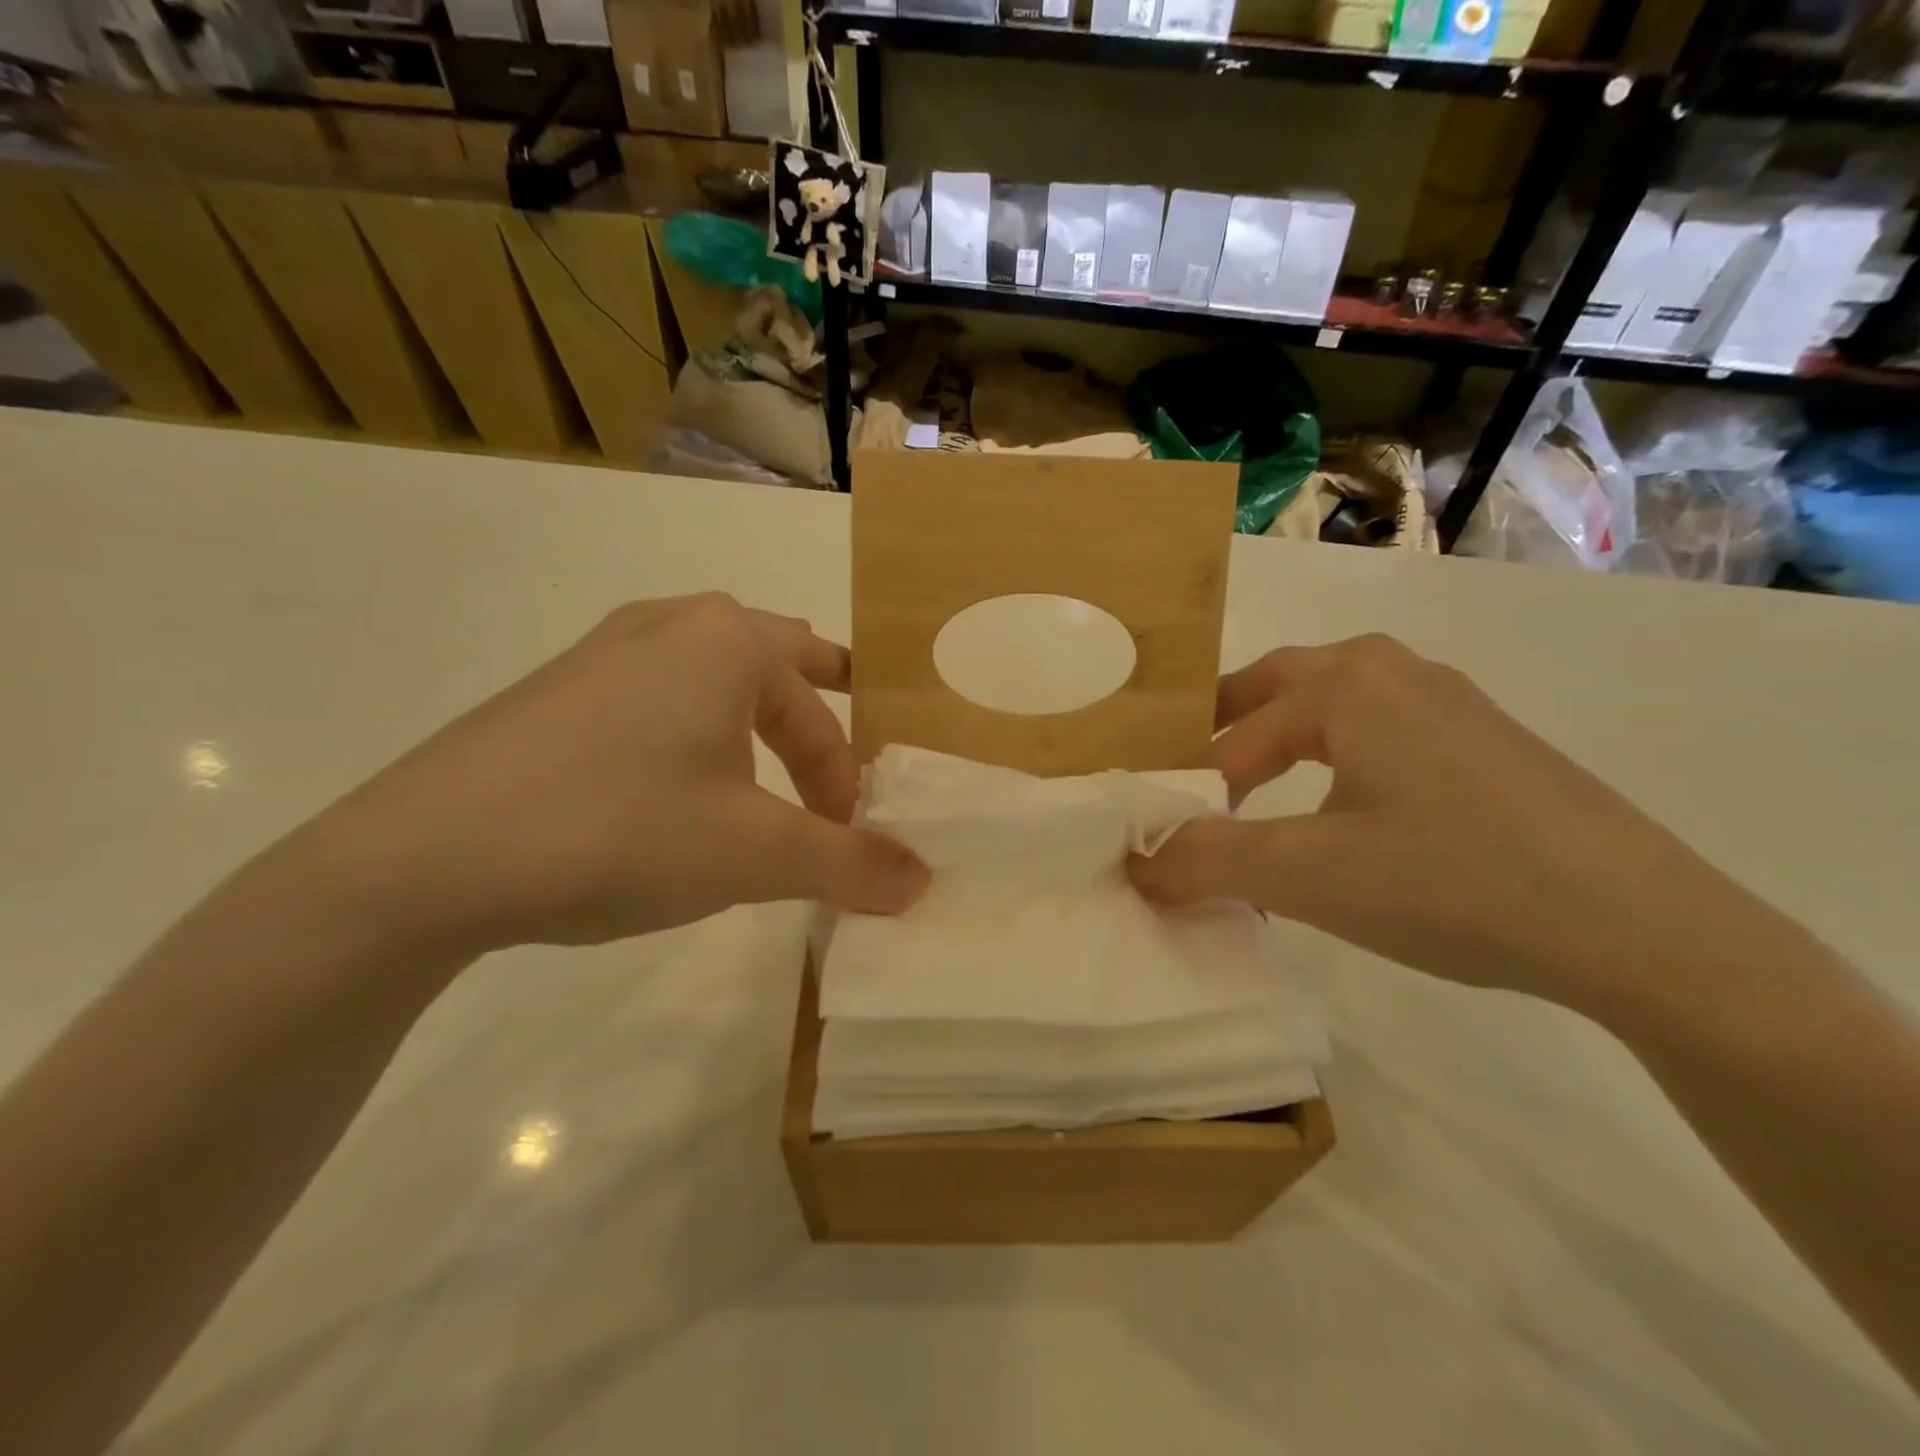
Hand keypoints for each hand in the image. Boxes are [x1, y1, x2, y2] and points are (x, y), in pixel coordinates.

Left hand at [289, 594, 927, 955]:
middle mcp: (672, 626)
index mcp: (729, 641)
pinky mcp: (556, 691)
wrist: (424, 857)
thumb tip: (923, 881)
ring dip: (751, 724)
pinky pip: (656, 699)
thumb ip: (849, 864)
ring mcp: (604, 652)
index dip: (841, 780)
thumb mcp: (754, 855)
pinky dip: (691, 734)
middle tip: (833, 767)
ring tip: (761, 774)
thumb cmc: (620, 829)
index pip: (819, 712)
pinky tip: (671, 788)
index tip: (842, 842)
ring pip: (712, 677)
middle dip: (812, 718)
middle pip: (775, 664)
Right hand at [1130, 635, 1755, 1016]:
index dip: (1190, 792)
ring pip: (1333, 702)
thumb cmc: (1451, 881)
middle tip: (1195, 785)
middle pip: (1276, 687)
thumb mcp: (1306, 876)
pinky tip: (1351, 807)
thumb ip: (1204, 862)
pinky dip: (1338, 753)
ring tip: (1259, 791)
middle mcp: (1392, 670)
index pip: (1231, 738)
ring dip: (1282, 738)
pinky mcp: (1487, 738)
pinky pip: (1382, 727)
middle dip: (1226, 732)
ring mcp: (1449, 699)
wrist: (1642, 927)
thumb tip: (1135, 863)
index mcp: (1342, 685)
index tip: (1171, 844)